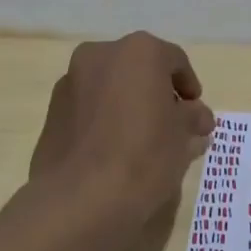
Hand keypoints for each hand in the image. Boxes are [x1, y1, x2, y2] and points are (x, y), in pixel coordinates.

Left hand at [31, 32, 215, 223]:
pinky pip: (89, 106)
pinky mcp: (52, 110)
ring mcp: (71, 81)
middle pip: (140, 68)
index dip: (189, 87)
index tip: (196, 113)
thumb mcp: (183, 137)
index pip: (175, 61)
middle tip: (171, 124)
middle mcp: (102, 55)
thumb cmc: (144, 156)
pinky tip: (114, 148)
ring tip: (142, 138)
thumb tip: (198, 116)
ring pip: (111, 85)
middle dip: (157, 92)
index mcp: (140, 51)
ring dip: (129, 103)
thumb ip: (193, 118)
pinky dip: (105, 118)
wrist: (79, 198)